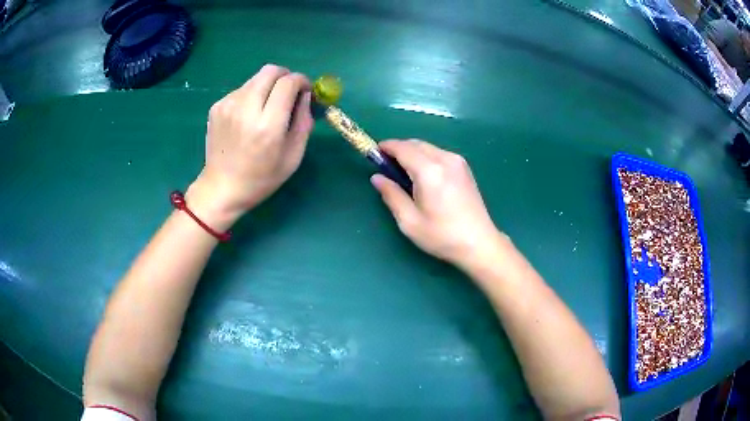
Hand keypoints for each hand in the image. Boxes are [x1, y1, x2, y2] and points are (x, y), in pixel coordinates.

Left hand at [186, 64, 313, 229]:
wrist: (221, 188)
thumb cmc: (261, 179)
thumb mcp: (293, 157)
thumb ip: (304, 122)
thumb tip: (305, 96)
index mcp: (268, 125)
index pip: (288, 83)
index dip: (302, 81)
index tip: (305, 90)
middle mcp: (246, 109)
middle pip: (271, 70)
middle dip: (285, 76)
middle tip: (289, 91)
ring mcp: (228, 105)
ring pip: (255, 78)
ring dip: (268, 86)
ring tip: (267, 107)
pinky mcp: (217, 106)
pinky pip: (241, 90)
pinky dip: (251, 96)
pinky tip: (248, 116)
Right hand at [371, 140, 506, 270]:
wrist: (479, 243)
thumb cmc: (442, 236)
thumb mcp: (409, 221)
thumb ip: (391, 195)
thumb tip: (376, 177)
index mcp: (429, 171)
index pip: (403, 148)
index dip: (387, 147)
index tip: (374, 153)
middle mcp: (445, 159)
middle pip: (416, 144)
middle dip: (399, 149)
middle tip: (387, 167)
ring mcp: (458, 162)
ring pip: (428, 147)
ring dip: (413, 153)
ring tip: (404, 173)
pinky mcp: (464, 167)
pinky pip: (439, 153)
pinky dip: (426, 157)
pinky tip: (424, 175)